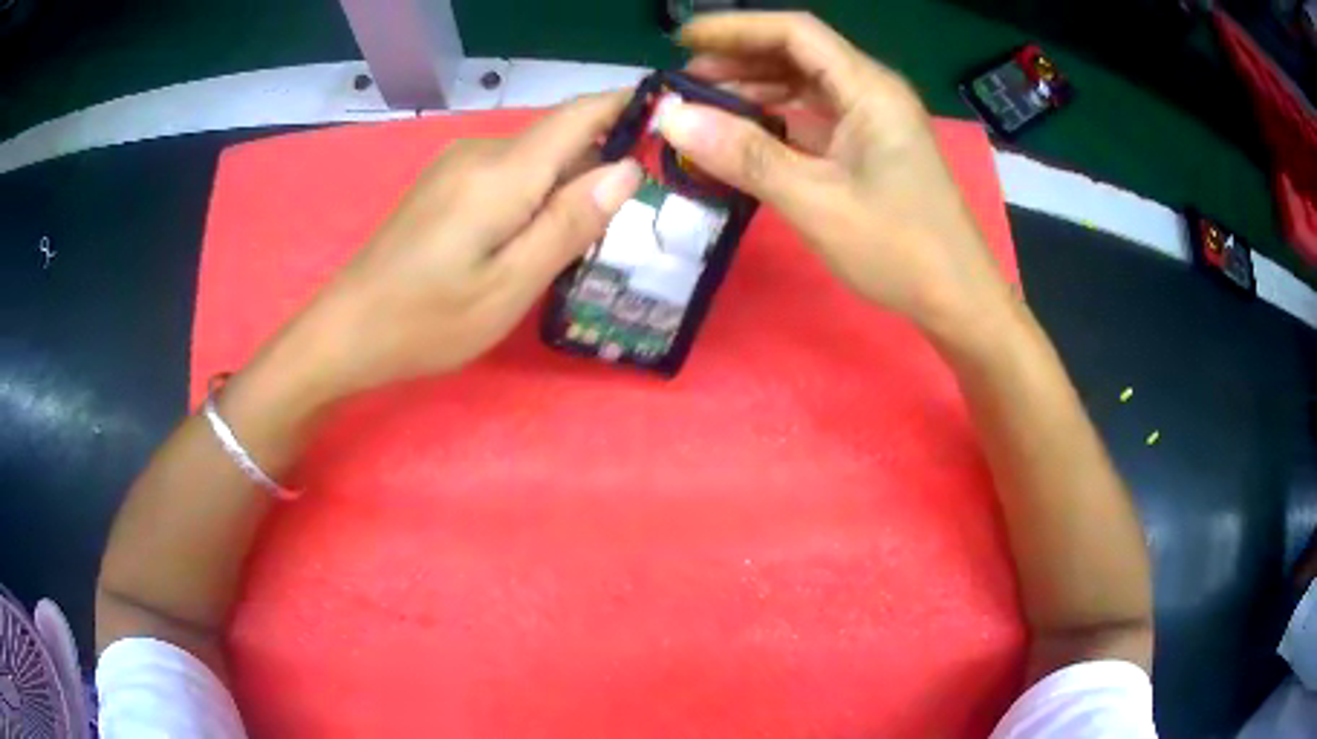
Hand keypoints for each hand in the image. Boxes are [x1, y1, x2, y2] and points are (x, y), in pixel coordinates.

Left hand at [259, 93, 642, 407]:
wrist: (345, 330)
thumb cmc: (427, 320)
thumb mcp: (510, 285)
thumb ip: (569, 223)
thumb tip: (628, 168)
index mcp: (502, 171)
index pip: (581, 113)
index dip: (630, 107)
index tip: (676, 120)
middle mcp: (481, 152)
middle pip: (562, 138)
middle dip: (605, 164)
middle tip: (640, 217)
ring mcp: (457, 165)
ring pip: (536, 159)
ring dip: (570, 186)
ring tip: (593, 238)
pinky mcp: (445, 183)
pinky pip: (509, 174)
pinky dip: (537, 195)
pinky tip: (537, 238)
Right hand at [661, 12, 1014, 332]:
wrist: (958, 300)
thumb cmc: (899, 250)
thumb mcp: (817, 202)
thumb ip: (746, 156)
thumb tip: (672, 118)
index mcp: (870, 90)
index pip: (796, 33)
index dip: (736, 29)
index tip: (681, 42)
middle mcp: (873, 93)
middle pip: (799, 54)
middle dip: (740, 61)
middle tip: (685, 84)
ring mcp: (874, 121)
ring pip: (806, 86)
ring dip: (756, 90)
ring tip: (704, 108)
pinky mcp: (871, 149)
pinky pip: (816, 118)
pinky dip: (777, 121)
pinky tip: (745, 136)